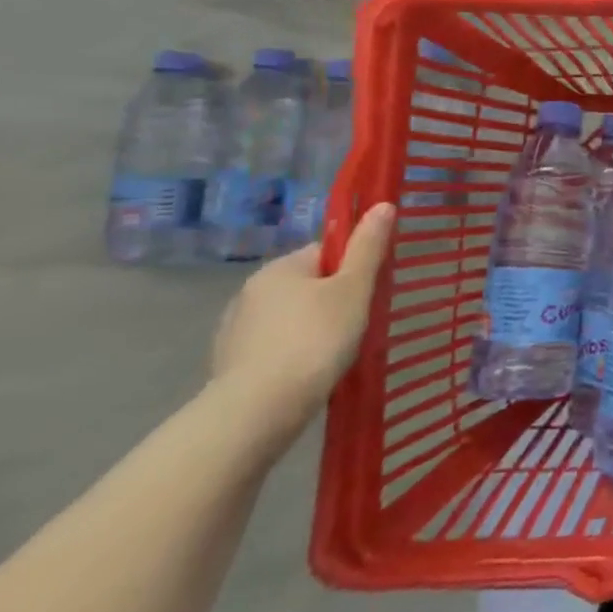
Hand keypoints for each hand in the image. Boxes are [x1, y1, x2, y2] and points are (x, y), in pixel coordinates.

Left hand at [209, 203, 396, 440]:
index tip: (369, 292)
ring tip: (335, 353)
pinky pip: (273, 345)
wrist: (260, 407)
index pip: (326, 252)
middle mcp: (251, 290)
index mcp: (281, 267)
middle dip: (332, 299)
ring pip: (289, 316)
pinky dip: (291, 351)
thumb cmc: (316, 338)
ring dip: (311, 327)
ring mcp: (235, 328)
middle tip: (359, 324)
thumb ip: (368, 248)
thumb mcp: (354, 289)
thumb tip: (383, 205)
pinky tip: (307, 371)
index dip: (353, 268)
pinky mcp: (230, 361)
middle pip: (307, 284)